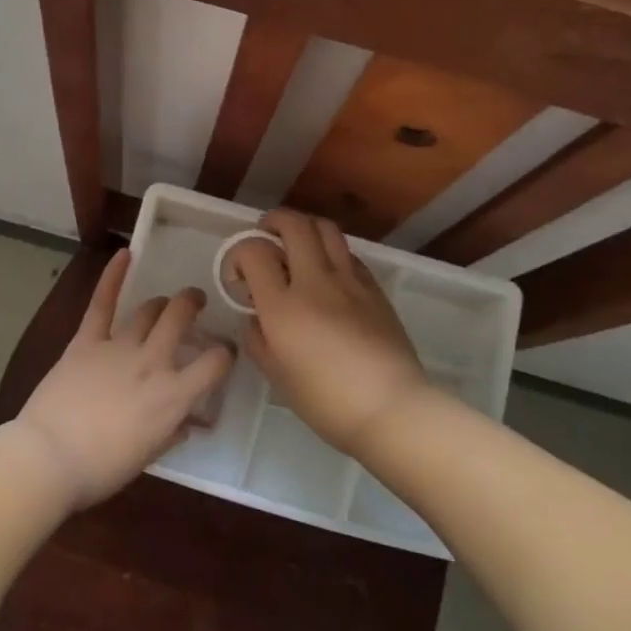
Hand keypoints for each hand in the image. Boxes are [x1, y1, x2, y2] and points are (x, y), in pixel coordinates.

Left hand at [14, 250, 233, 509]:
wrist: (50, 457)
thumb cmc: (102, 468)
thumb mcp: (149, 455)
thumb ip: (172, 431)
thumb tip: (187, 420)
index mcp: (174, 396)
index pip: (215, 363)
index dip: (224, 354)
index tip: (222, 352)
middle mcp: (153, 362)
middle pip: (181, 318)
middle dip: (192, 304)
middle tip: (194, 303)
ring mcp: (119, 347)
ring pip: (149, 309)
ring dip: (162, 302)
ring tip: (166, 301)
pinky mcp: (87, 341)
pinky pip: (103, 303)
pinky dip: (113, 276)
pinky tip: (124, 254)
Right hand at [231, 210, 431, 458]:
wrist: (391, 408)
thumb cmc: (326, 401)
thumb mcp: (276, 376)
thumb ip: (257, 339)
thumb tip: (256, 316)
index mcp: (283, 306)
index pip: (254, 252)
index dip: (239, 254)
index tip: (239, 276)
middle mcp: (315, 281)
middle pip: (293, 225)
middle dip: (272, 222)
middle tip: (264, 235)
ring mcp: (349, 280)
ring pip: (325, 228)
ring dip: (304, 227)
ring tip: (296, 243)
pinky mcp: (374, 288)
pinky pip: (348, 253)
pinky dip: (330, 250)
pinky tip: (327, 271)